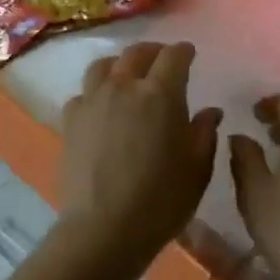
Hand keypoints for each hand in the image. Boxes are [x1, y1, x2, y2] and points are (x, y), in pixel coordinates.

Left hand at [57, 42, 221, 276]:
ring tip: (127, 75)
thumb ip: (204, 134)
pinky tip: (100, 107)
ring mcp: (92, 100)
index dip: (183, 51)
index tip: (189, 53)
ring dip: (119, 64)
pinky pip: (83, 94)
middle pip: (136, 53)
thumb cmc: (161, 201)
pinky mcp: (70, 119)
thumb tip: (209, 112)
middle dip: (153, 52)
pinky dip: (95, 93)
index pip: (173, 57)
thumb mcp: (197, 170)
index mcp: (160, 94)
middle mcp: (124, 87)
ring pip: (104, 66)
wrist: (104, 228)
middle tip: (161, 59)